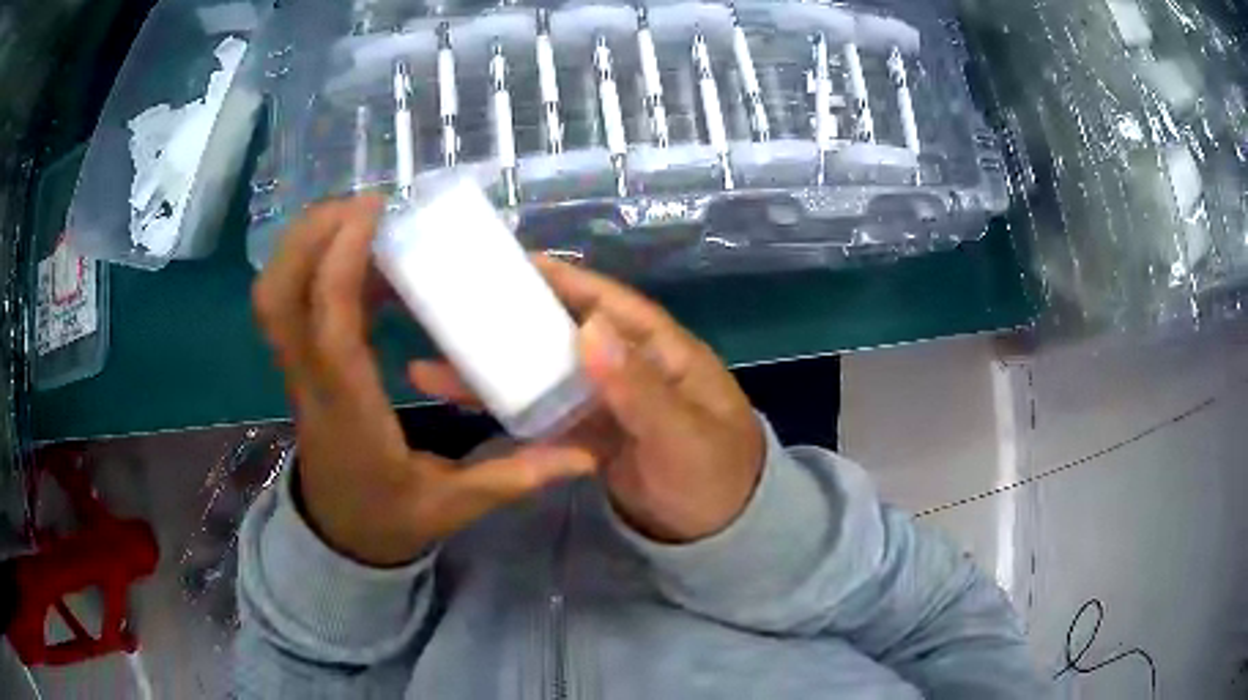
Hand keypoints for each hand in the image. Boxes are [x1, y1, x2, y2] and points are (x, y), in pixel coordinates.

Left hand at [253, 196, 595, 566]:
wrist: (340, 538)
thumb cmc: (390, 519)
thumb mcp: (454, 506)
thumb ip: (514, 478)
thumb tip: (583, 455)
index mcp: (347, 407)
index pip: (327, 321)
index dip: (342, 257)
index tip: (376, 210)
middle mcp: (311, 379)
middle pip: (277, 293)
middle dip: (310, 234)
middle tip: (364, 204)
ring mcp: (299, 369)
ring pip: (276, 293)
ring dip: (310, 243)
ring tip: (365, 218)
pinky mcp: (305, 363)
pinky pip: (296, 302)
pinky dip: (321, 266)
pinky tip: (368, 261)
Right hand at [411, 257, 764, 543]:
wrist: (717, 534)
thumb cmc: (714, 476)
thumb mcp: (683, 434)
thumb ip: (639, 387)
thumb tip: (589, 327)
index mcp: (660, 351)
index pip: (607, 303)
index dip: (563, 280)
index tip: (513, 263)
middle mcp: (628, 366)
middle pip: (564, 334)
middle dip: (515, 321)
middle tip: (457, 307)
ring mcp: (605, 402)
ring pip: (546, 375)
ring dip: (498, 368)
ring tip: (437, 363)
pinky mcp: (589, 434)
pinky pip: (544, 414)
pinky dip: (510, 408)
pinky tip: (468, 402)